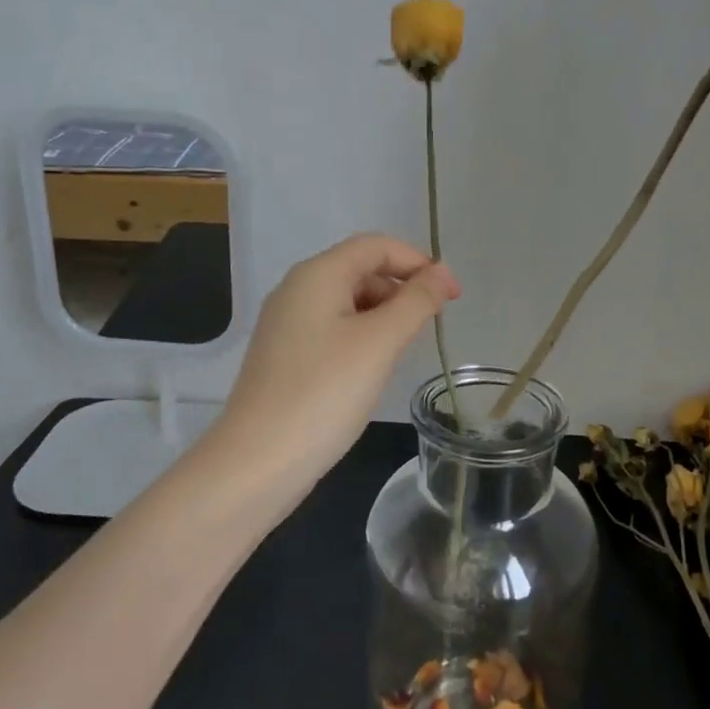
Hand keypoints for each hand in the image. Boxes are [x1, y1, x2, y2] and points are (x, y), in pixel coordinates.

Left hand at [221, 234, 459, 479]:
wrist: (257, 462)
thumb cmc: (324, 394)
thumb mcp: (379, 343)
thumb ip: (416, 302)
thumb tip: (442, 273)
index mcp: (317, 275)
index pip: (376, 246)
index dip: (418, 262)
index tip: (452, 295)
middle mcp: (297, 289)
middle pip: (360, 269)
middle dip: (401, 288)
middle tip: (431, 325)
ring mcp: (286, 323)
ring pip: (347, 300)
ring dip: (383, 313)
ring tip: (404, 349)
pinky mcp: (285, 354)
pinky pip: (332, 327)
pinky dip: (361, 335)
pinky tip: (373, 366)